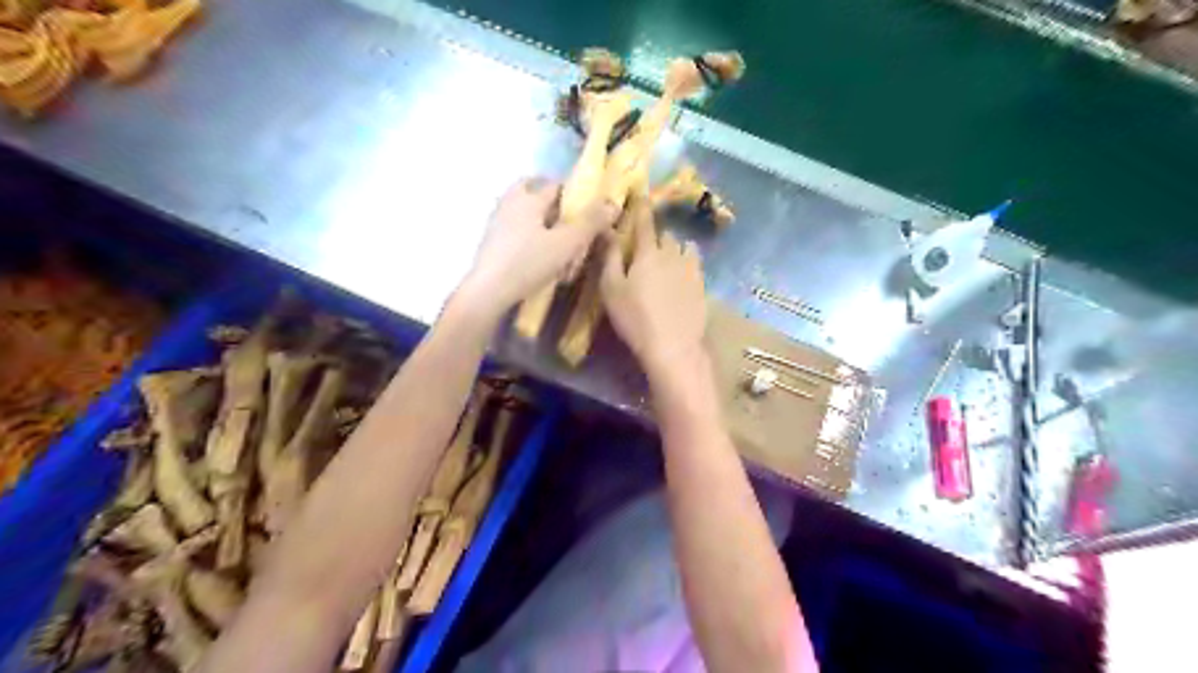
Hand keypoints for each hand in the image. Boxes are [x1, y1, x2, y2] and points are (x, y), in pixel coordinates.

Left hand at [459, 180, 617, 319]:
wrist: (487, 292)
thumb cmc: (528, 263)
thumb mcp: (566, 243)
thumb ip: (590, 223)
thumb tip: (614, 202)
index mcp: (527, 197)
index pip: (555, 185)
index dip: (575, 194)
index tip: (589, 210)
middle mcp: (509, 203)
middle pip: (534, 193)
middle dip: (554, 205)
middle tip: (571, 222)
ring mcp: (497, 224)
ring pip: (525, 214)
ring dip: (543, 224)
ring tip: (561, 246)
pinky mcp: (491, 244)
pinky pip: (516, 232)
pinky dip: (531, 239)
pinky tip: (542, 261)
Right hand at [605, 199, 704, 378]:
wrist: (673, 346)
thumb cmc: (635, 317)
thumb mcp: (611, 288)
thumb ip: (609, 257)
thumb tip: (607, 229)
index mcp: (648, 252)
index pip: (645, 222)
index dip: (642, 207)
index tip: (642, 194)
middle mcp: (673, 254)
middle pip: (667, 235)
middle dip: (658, 235)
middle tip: (647, 246)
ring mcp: (692, 270)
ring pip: (686, 248)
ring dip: (677, 248)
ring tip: (669, 259)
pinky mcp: (702, 286)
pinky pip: (695, 265)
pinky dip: (687, 264)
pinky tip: (682, 277)